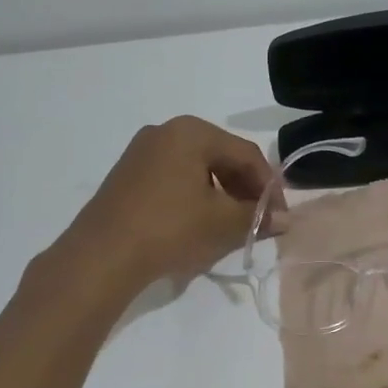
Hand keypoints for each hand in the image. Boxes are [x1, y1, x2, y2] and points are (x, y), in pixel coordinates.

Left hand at [62, 116, 273, 288]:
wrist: (102, 256)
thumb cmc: (170, 229)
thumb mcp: (222, 223)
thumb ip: (258, 217)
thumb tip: (286, 221)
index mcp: (192, 131)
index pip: (247, 154)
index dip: (270, 187)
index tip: (280, 217)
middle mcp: (165, 131)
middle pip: (221, 158)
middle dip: (245, 191)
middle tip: (259, 221)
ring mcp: (142, 152)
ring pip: (197, 170)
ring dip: (222, 196)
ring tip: (232, 227)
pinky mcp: (128, 176)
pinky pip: (174, 179)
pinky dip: (195, 198)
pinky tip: (199, 225)